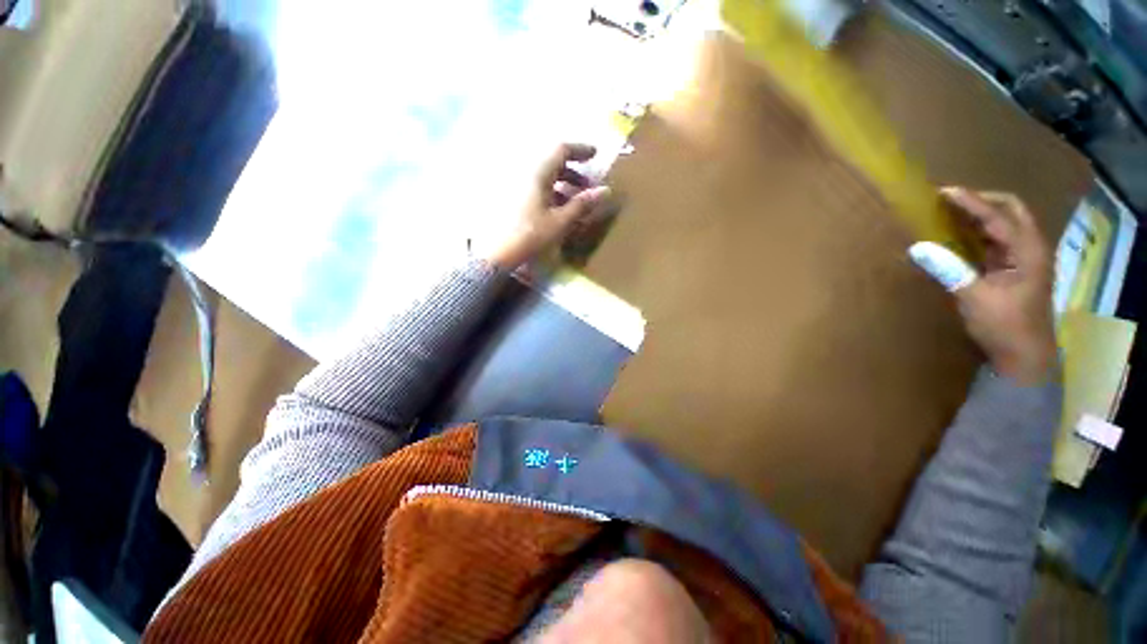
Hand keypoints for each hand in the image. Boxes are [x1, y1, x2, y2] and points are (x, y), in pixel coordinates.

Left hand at [478, 143, 611, 269]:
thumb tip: (606, 190)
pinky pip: (536, 188)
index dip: (580, 150)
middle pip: (553, 164)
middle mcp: (526, 174)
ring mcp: (517, 186)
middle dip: (573, 172)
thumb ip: (582, 204)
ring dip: (563, 185)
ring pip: (544, 177)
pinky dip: (550, 194)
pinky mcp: (513, 199)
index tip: (595, 155)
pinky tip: (556, 211)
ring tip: (574, 202)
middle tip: (587, 186)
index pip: (561, 150)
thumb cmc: (531, 235)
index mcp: (538, 174)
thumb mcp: (560, 221)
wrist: (498, 253)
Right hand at [940, 187, 1057, 384]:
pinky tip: (961, 234)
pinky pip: (997, 240)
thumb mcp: (974, 298)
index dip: (972, 202)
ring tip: (952, 211)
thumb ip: (949, 270)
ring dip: (981, 215)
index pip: (999, 216)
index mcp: (1028, 252)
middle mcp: (1031, 248)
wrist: (1024, 357)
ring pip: (1006, 224)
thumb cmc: (1004, 326)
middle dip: (983, 200)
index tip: (945, 191)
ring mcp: (1024, 259)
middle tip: (952, 199)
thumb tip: (917, 247)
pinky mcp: (1014, 270)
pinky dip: (980, 232)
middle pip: (1012, 210)